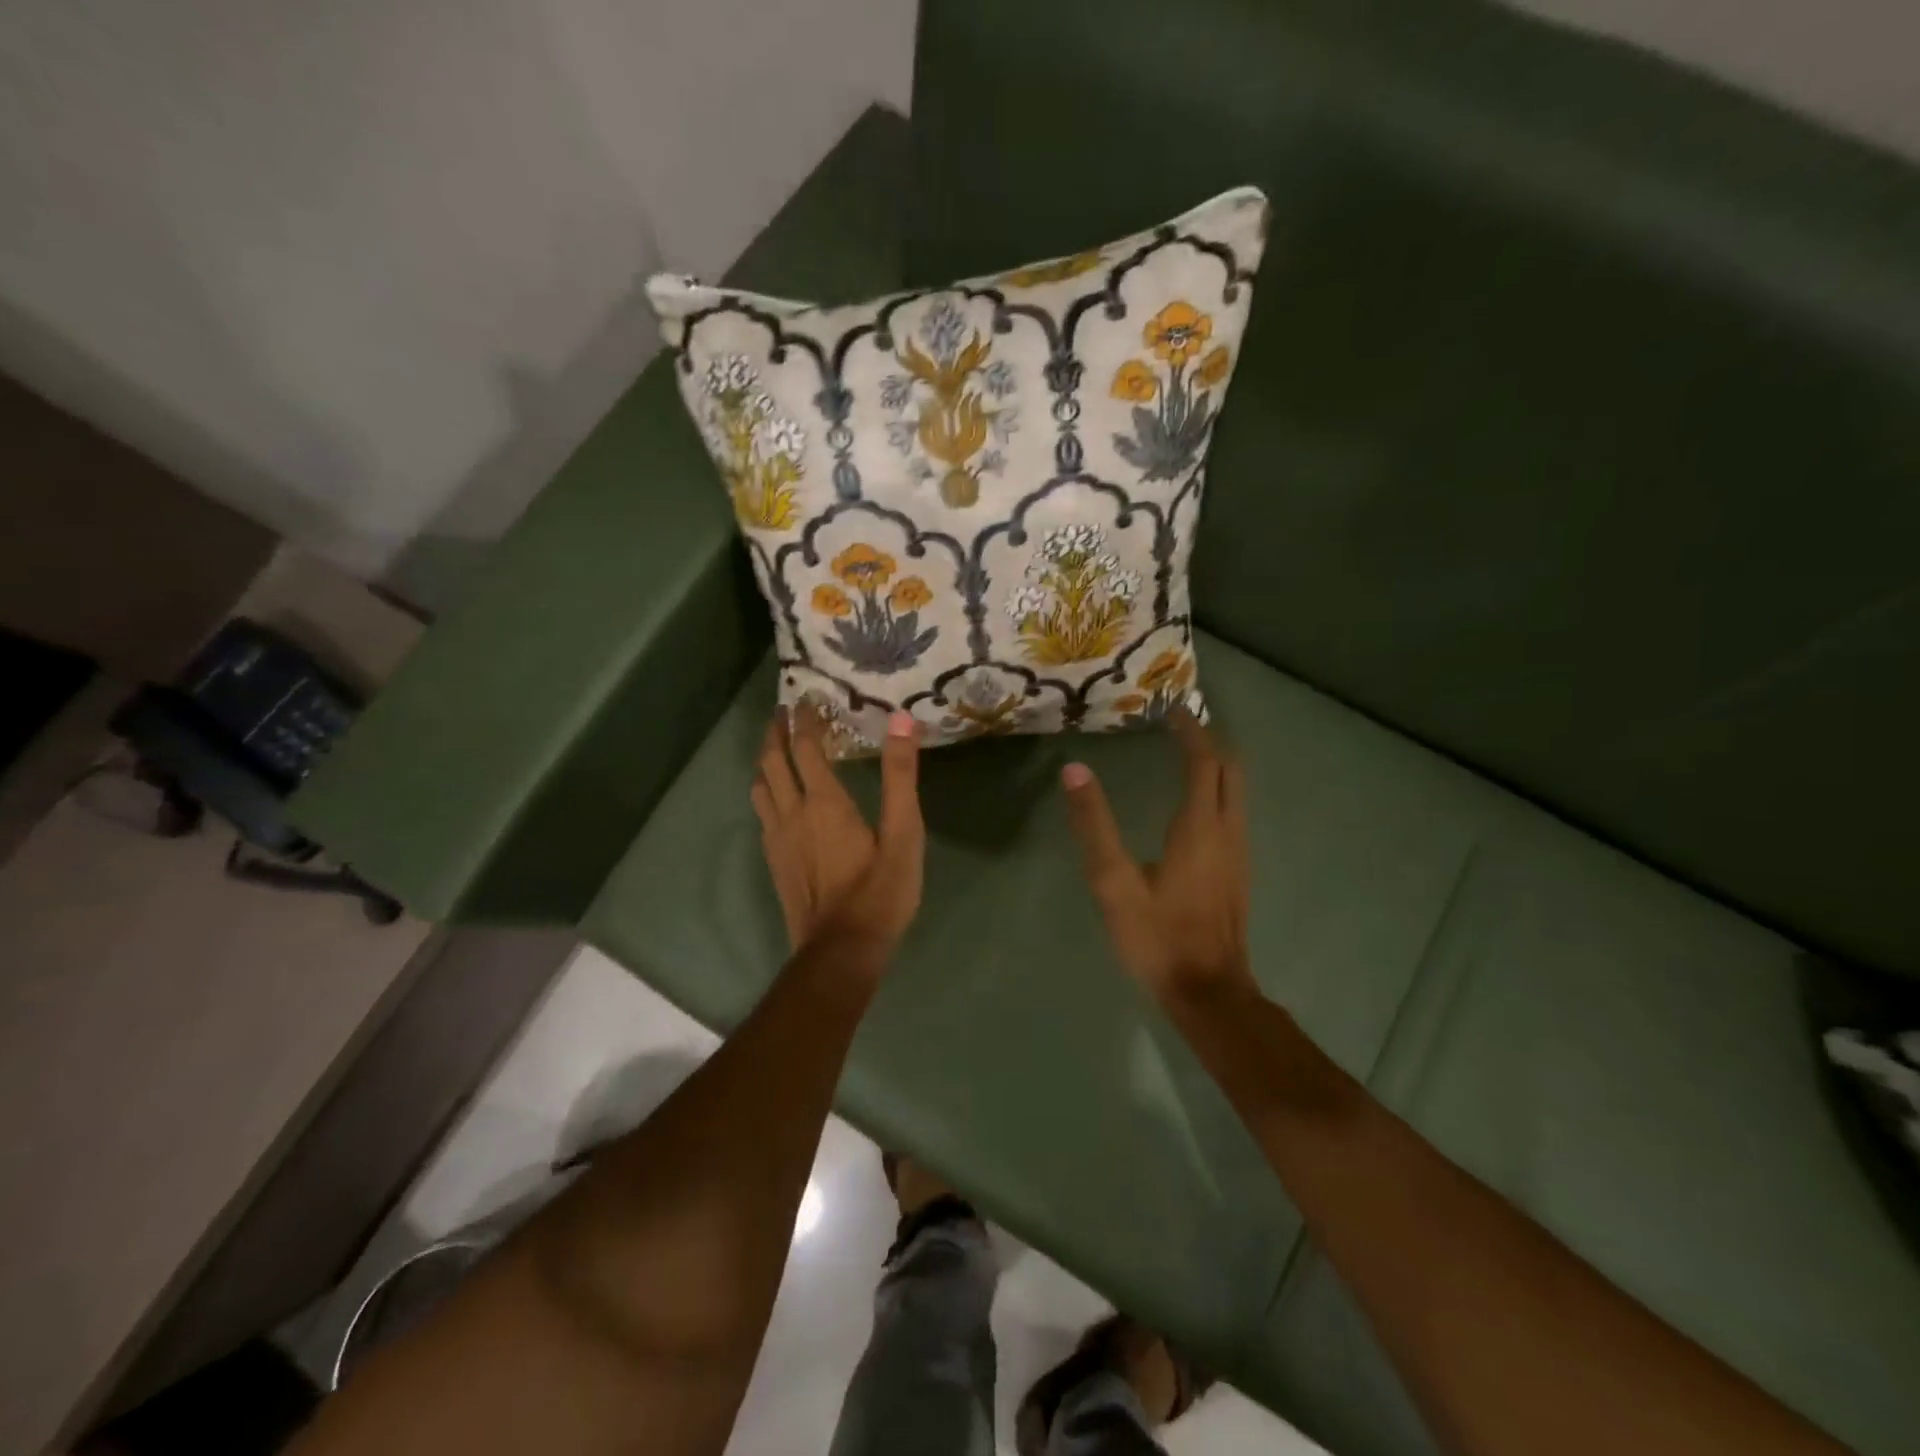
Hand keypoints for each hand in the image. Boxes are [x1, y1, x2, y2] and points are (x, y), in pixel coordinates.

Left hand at [751, 703, 923, 961]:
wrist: (841, 950)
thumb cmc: (880, 891)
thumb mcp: (903, 833)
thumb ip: (901, 777)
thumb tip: (901, 721)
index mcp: (823, 802)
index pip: (805, 747)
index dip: (805, 719)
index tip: (807, 698)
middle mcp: (792, 812)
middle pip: (772, 761)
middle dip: (775, 732)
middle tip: (783, 711)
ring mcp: (777, 838)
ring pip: (760, 786)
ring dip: (766, 760)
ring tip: (776, 747)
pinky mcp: (774, 860)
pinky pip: (762, 812)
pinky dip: (767, 790)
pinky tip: (778, 797)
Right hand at [1061, 708, 1256, 1005]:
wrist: (1209, 992)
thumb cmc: (1157, 937)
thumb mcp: (1114, 883)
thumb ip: (1094, 825)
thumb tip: (1074, 770)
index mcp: (1199, 826)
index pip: (1204, 761)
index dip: (1190, 731)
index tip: (1170, 710)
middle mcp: (1228, 831)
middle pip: (1230, 770)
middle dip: (1209, 742)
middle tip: (1178, 727)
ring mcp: (1239, 852)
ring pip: (1236, 792)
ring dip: (1215, 765)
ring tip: (1184, 754)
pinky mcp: (1238, 871)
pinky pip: (1233, 813)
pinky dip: (1217, 791)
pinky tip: (1192, 805)